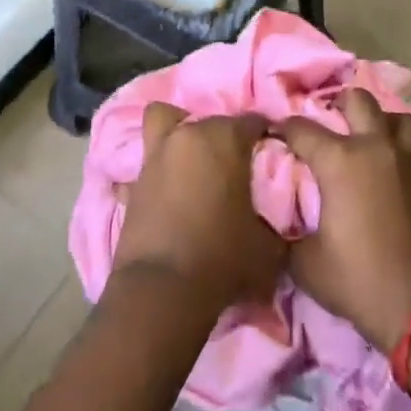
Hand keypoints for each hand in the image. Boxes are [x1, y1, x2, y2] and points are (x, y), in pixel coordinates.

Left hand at [113, 103, 284, 315]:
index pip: (254, 121)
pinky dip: (158, 170)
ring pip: (166, 121)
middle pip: (212, 121)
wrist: (162, 290)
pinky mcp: (133, 179)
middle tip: (235, 168)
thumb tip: (277, 219)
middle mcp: (189, 135)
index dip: (266, 137)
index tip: (272, 156)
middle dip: (225, 138)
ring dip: (181, 133)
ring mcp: (157, 154)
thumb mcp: (269, 247)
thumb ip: (276, 221)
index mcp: (226, 138)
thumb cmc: (223, 259)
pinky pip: (149, 162)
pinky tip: (167, 191)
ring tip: (194, 162)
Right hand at [278, 89, 410, 351]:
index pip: (300, 128)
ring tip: (362, 135)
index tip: (270, 136)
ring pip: (394, 116)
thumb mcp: (305, 264)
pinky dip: (396, 142)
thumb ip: (284, 233)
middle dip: (336, 104)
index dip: (280, 128)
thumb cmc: (359, 280)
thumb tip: (271, 221)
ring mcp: (403, 160)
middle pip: (356, 100)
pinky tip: (383, 163)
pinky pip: (409, 143)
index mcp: (339, 160)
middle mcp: (372, 147)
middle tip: (323, 122)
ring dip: (377, 119)